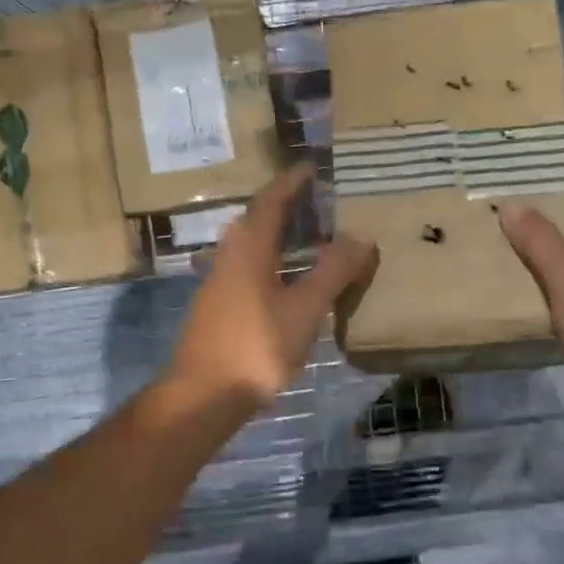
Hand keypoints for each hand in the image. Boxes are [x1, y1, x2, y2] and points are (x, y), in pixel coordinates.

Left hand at [166, 164, 377, 408]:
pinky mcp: (218, 308)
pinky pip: (249, 270)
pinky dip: (273, 263)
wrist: (203, 395)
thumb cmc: (255, 346)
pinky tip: (289, 282)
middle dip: (287, 207)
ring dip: (279, 236)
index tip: (312, 168)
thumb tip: (360, 237)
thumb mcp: (304, 309)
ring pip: (252, 247)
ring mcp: (219, 284)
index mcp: (249, 249)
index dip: (292, 182)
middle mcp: (229, 257)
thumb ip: (333, 272)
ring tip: (311, 239)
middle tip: (319, 203)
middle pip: (258, 221)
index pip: (271, 201)